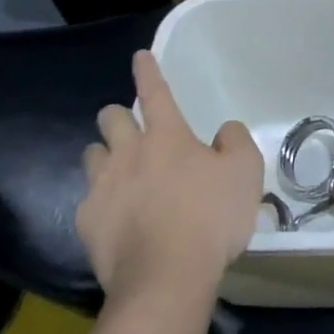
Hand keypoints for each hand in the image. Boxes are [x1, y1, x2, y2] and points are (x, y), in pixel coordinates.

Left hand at [76, 50, 263, 303]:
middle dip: (117, 116)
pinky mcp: (87, 221)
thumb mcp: (246, 173)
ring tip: (120, 172)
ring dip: (105, 156)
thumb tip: (223, 132)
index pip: (155, 92)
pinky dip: (100, 200)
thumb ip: (236, 142)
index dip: (148, 71)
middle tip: (132, 130)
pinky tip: (115, 217)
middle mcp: (128, 153)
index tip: (139, 56)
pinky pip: (88, 199)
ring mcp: (102, 187)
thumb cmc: (211, 218)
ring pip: (92, 154)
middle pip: (110, 118)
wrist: (166, 277)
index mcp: (167, 136)